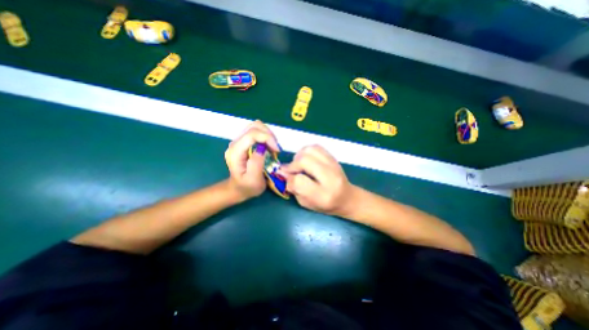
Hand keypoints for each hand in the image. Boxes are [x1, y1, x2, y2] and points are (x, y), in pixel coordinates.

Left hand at [227, 120, 279, 199]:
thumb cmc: (247, 187)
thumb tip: (262, 148)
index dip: (267, 138)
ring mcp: (239, 141)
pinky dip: (266, 136)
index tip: (277, 149)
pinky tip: (269, 146)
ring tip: (273, 148)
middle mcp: (235, 143)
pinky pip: (256, 131)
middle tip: (276, 148)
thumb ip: (256, 164)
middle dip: (268, 135)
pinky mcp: (244, 141)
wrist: (238, 188)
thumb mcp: (254, 180)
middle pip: (253, 126)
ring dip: (268, 135)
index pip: (251, 134)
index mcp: (235, 152)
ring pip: (255, 126)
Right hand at [280, 145, 352, 214]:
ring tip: (298, 164)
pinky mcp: (333, 158)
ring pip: (310, 150)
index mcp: (323, 195)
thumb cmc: (325, 205)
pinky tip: (306, 159)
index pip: (299, 181)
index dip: (289, 178)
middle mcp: (330, 177)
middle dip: (293, 165)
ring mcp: (333, 165)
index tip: (286, 177)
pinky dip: (306, 151)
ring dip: (299, 156)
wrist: (347, 197)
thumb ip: (294, 189)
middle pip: (304, 161)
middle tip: (290, 170)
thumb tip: (282, 173)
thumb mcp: (307, 203)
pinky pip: (316, 147)